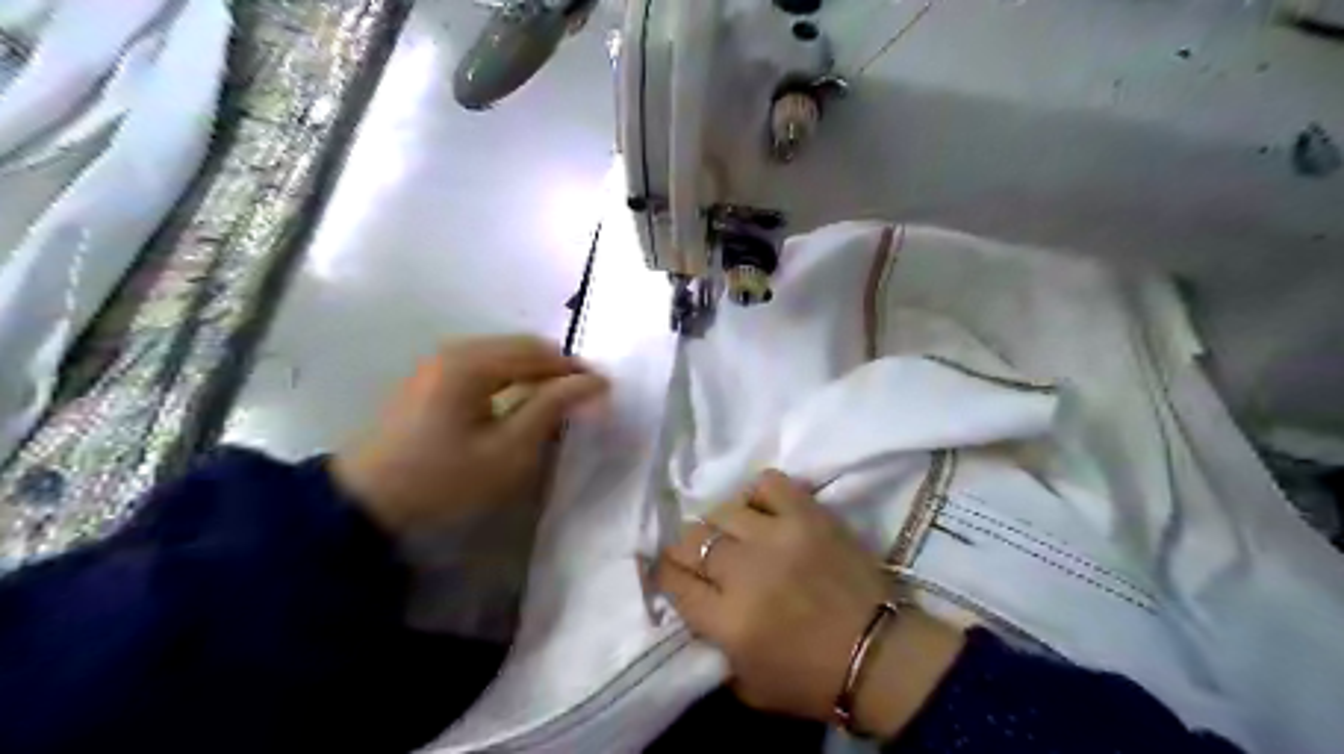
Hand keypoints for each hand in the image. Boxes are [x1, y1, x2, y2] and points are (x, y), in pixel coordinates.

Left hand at [337, 333, 608, 533]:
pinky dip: (511, 378)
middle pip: (521, 347)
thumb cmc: (444, 478)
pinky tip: (518, 403)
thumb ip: (551, 408)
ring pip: (503, 355)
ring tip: (557, 402)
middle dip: (556, 369)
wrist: (366, 503)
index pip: (540, 353)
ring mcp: (438, 362)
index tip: (604, 392)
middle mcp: (455, 350)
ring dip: (534, 373)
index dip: (575, 370)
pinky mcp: (430, 378)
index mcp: (472, 362)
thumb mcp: (507, 450)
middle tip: (583, 398)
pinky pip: (484, 366)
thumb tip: (594, 382)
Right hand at [654, 467, 959, 738]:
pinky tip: (761, 511)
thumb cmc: (812, 679)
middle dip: (685, 550)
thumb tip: (695, 604)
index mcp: (728, 620)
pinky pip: (768, 483)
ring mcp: (778, 535)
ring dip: (719, 525)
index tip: (670, 573)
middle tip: (697, 556)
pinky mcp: (809, 514)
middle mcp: (745, 571)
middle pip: (690, 540)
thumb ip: (712, 644)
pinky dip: (757, 494)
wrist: (879, 654)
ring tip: (732, 535)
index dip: (665, 575)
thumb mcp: (746, 685)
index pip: (673, 580)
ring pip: (722, 510)